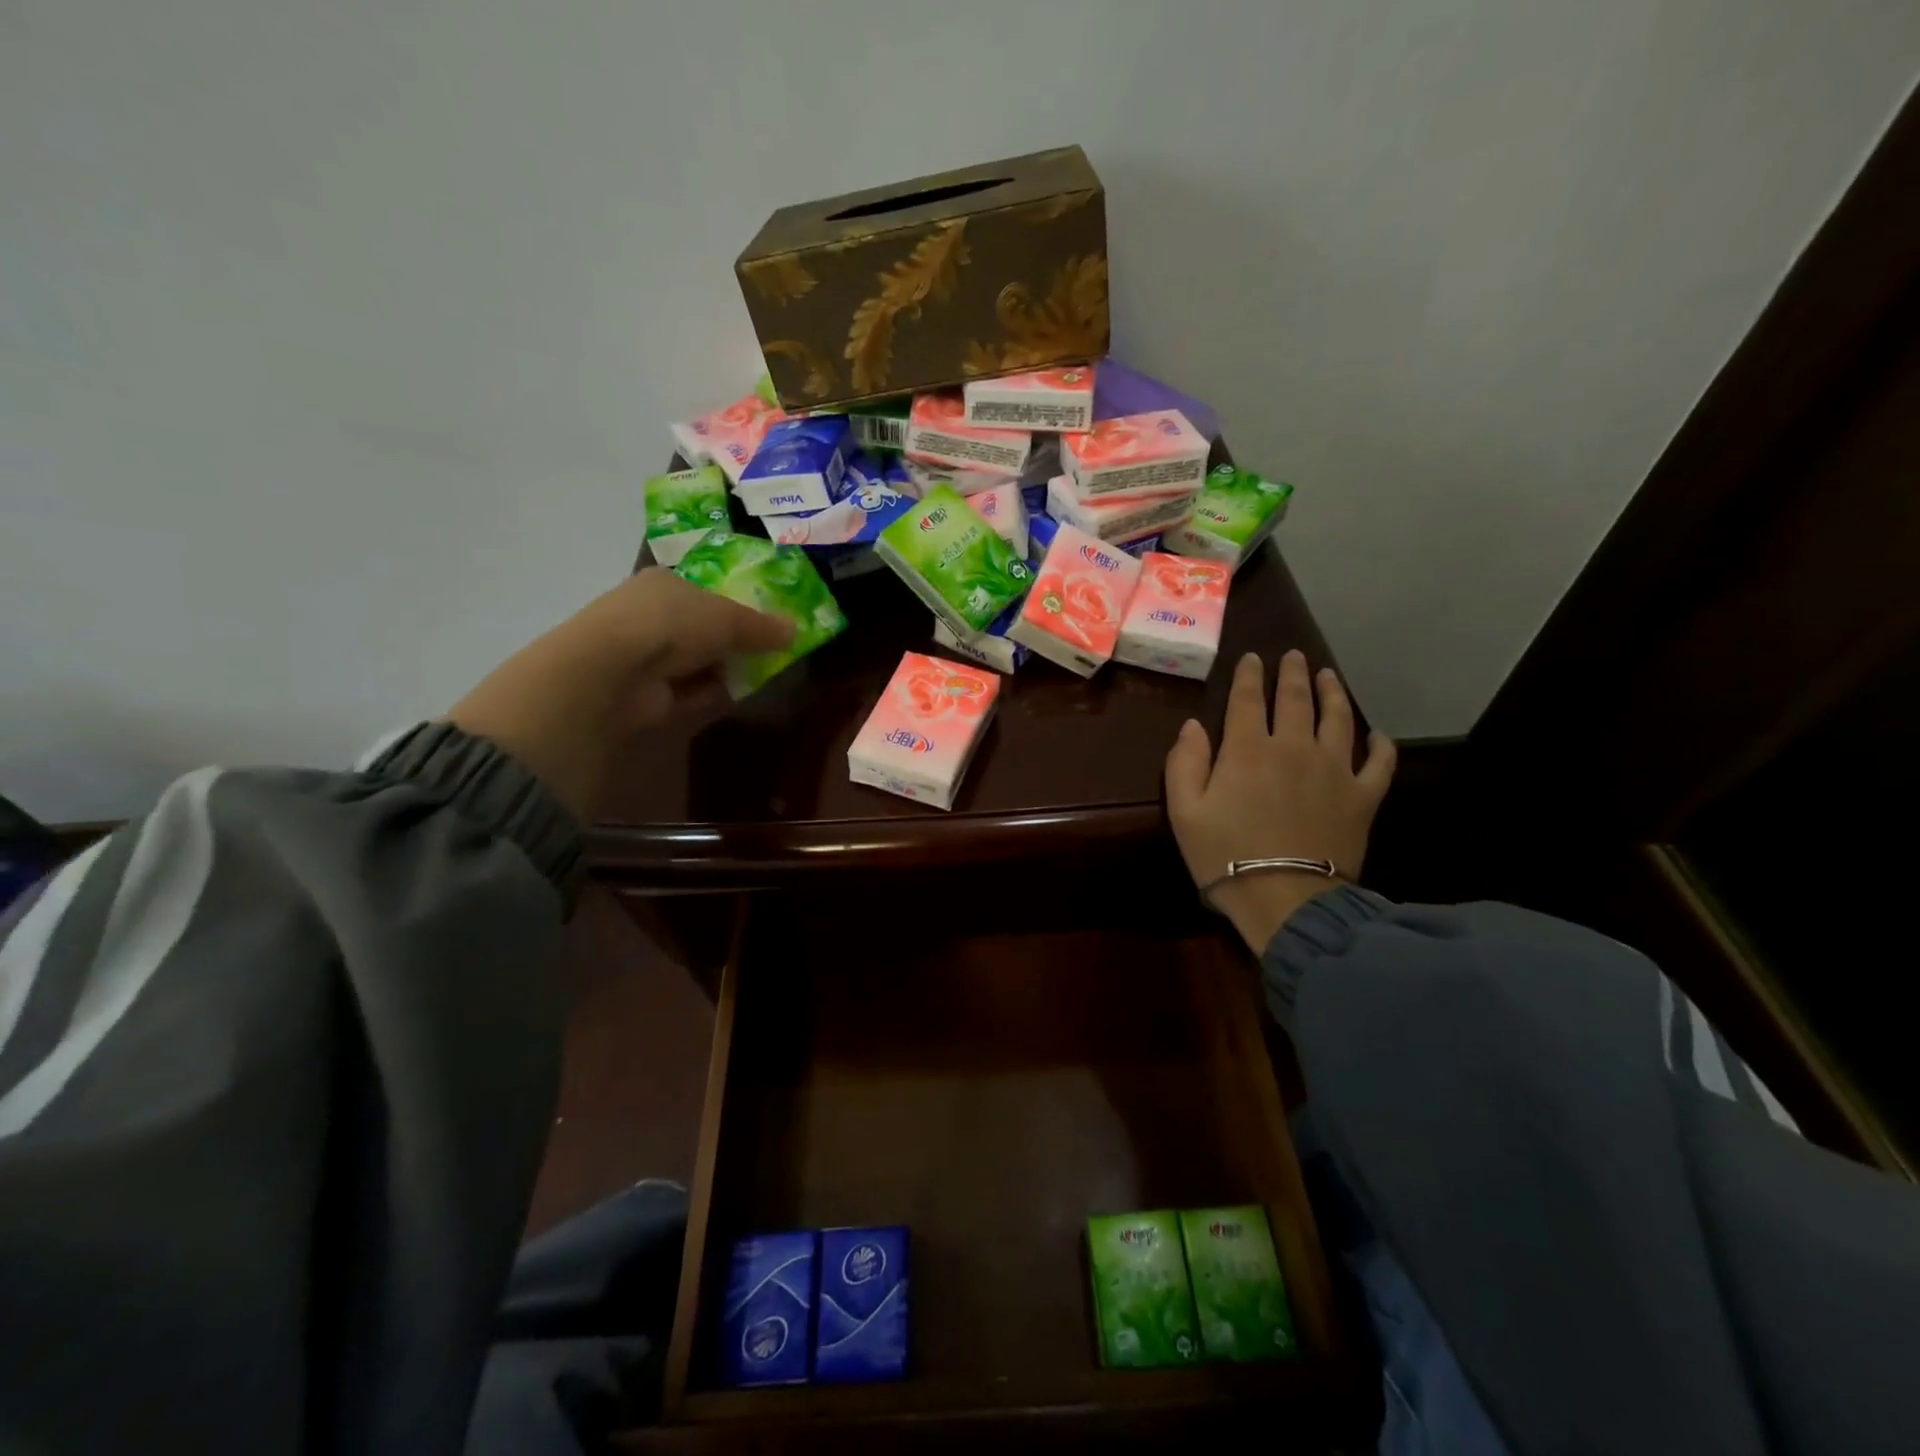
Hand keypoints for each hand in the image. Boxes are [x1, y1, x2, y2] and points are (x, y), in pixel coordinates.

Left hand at [449, 569, 793, 821]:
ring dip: (728, 668)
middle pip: (706, 627)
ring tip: (767, 672)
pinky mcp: (648, 693)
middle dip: (738, 640)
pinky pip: (691, 690)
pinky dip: (713, 693)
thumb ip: (762, 626)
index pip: (707, 590)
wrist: (614, 671)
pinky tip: (740, 694)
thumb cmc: (671, 624)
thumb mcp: (727, 617)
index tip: (770, 620)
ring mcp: (647, 656)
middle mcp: (653, 615)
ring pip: (700, 660)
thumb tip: (796, 631)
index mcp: (665, 583)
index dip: (740, 603)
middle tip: (776, 649)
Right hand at [1165, 649, 1395, 953]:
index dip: (1249, 675)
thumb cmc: (1224, 854)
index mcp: (1247, 749)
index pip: (1248, 699)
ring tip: (1329, 676)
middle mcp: (1294, 747)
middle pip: (1295, 699)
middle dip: (1292, 674)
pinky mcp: (1362, 796)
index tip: (1252, 658)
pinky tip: (1378, 735)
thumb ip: (1185, 762)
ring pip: (1337, 718)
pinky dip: (1380, 745)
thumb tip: (1193, 725)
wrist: (1285, 898)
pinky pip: (1379, 762)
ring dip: (1333, 693)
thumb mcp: (1183, 811)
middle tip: (1294, 656)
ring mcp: (1334, 769)